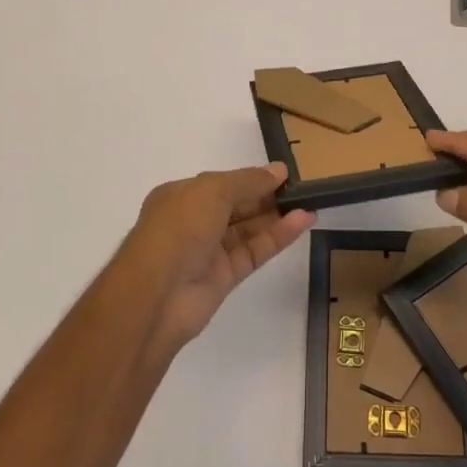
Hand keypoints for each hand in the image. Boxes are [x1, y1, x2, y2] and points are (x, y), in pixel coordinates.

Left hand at [121, 163, 314, 354]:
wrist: (156, 296)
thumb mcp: (212, 191)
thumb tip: (278, 170)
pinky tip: (302, 222)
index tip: (284, 173)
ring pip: (248, 229)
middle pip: (237, 205)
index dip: (251, 177)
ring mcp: (208, 251)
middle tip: (303, 188)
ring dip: (277, 216)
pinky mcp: (223, 278)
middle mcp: (193, 222)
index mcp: (181, 196)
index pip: (222, 183)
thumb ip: (248, 180)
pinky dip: (277, 237)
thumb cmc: (178, 228)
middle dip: (267, 196)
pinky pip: (254, 251)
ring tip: (311, 202)